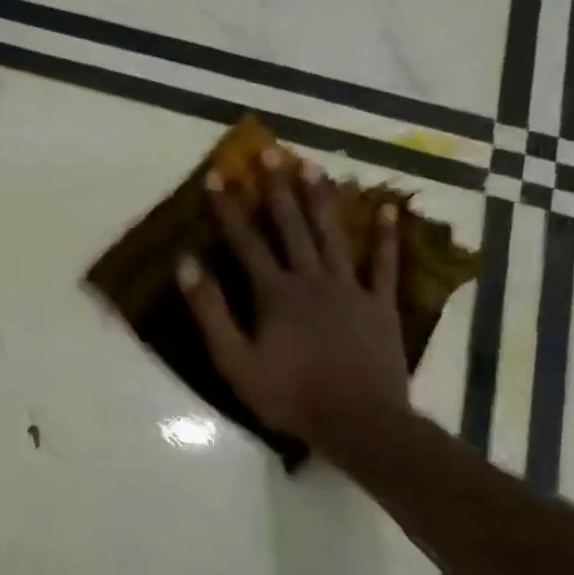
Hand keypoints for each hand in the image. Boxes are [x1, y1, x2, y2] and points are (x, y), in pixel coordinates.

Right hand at [177, 156, 409, 454]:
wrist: (358, 422)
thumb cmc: (289, 395)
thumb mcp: (234, 360)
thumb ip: (210, 310)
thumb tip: (186, 263)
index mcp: (275, 293)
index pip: (246, 242)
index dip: (229, 209)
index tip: (218, 176)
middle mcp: (312, 280)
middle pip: (292, 226)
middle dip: (277, 189)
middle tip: (271, 152)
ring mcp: (350, 289)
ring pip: (334, 235)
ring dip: (322, 199)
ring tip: (313, 166)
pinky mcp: (380, 305)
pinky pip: (384, 264)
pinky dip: (386, 237)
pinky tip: (387, 209)